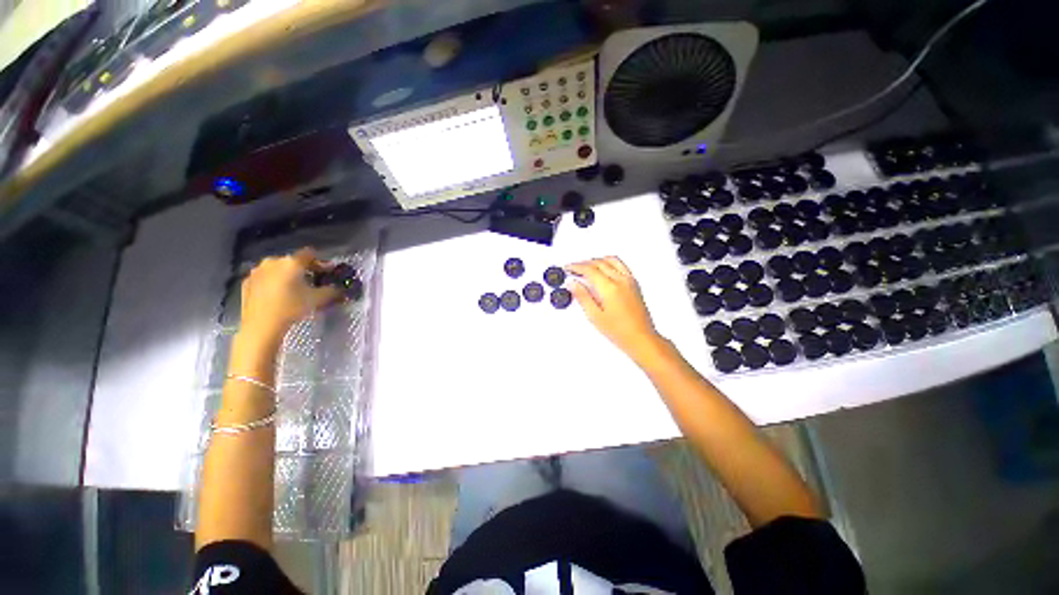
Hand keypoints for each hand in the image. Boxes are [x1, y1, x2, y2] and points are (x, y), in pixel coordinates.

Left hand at [239, 248, 340, 343]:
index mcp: (292, 262)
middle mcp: (273, 261)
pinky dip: (273, 282)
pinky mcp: (247, 282)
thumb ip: (333, 291)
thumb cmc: (292, 307)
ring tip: (293, 289)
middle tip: (311, 282)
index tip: (326, 272)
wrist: (261, 325)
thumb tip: (341, 288)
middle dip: (303, 270)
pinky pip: (265, 277)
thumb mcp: (318, 299)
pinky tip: (277, 295)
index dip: (320, 262)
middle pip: (293, 261)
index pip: (310, 254)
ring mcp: (257, 271)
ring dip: (287, 275)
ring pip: (278, 269)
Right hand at [566, 257, 663, 361]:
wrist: (641, 338)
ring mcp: (629, 280)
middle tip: (573, 268)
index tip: (568, 268)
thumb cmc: (620, 331)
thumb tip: (573, 284)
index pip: (589, 270)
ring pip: (610, 260)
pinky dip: (608, 262)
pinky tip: (603, 268)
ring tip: (586, 266)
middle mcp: (621, 280)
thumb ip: (582, 297)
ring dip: (596, 260)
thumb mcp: (595, 316)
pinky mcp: (634, 283)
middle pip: (599, 263)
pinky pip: (620, 264)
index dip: (576, 267)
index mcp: (610, 288)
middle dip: (583, 263)